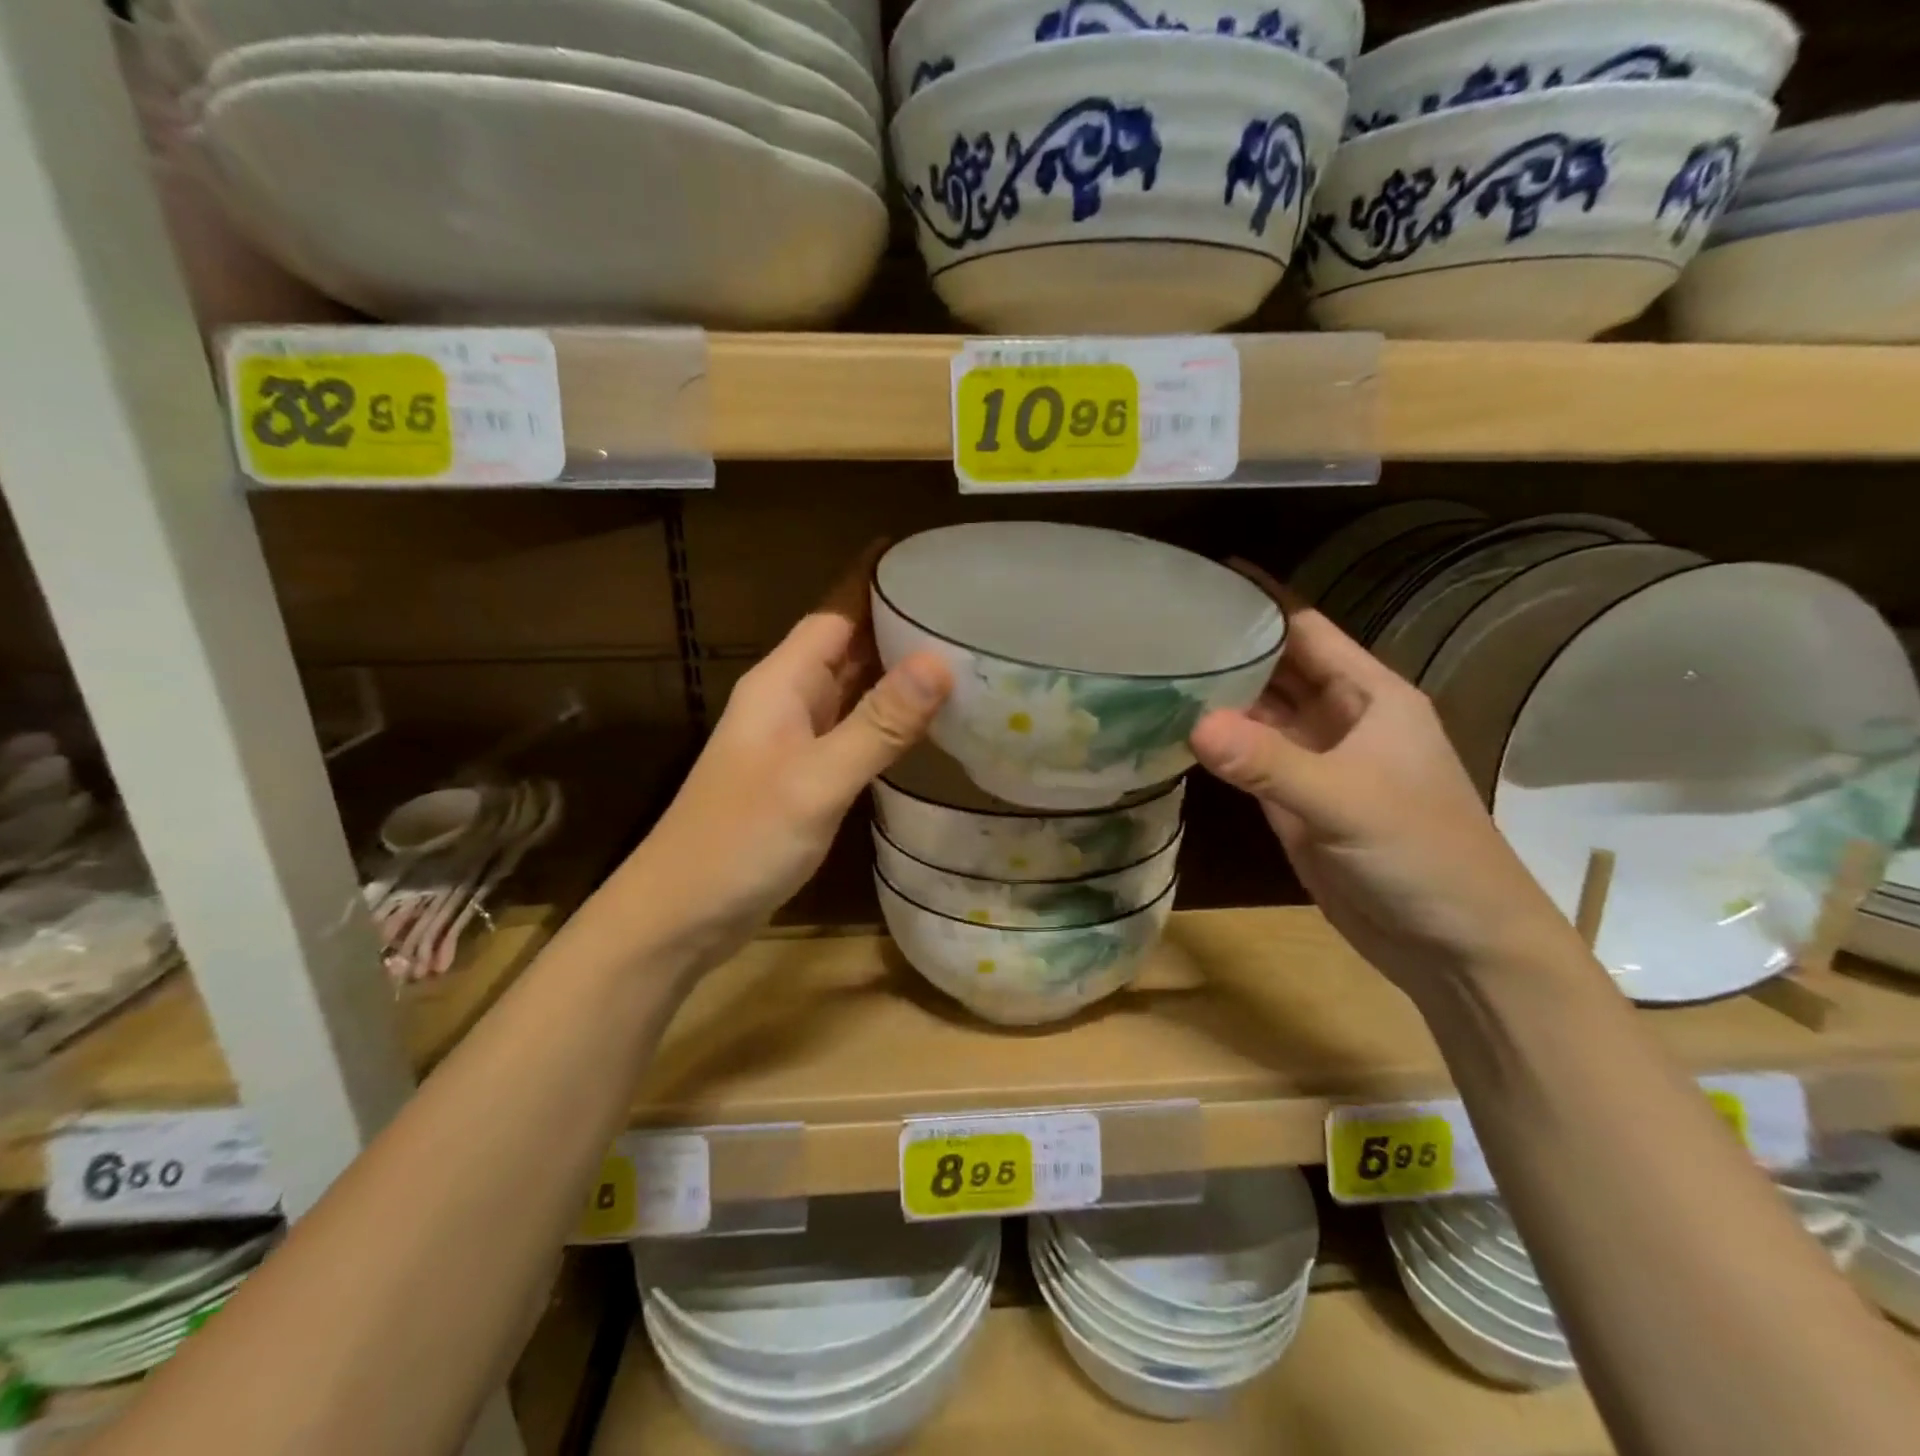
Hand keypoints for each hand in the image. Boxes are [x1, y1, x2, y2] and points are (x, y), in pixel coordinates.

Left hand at [625, 546, 951, 971]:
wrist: (682, 914)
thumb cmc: (741, 840)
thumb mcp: (816, 780)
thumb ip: (878, 724)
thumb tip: (939, 661)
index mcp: (782, 683)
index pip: (835, 612)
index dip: (875, 581)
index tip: (927, 555)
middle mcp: (788, 700)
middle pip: (847, 645)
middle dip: (897, 621)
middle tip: (964, 605)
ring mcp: (795, 740)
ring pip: (852, 688)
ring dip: (896, 669)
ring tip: (959, 652)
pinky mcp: (805, 775)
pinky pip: (854, 728)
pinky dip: (888, 717)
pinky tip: (925, 721)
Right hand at [1188, 572, 1580, 998]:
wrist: (1454, 943)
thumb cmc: (1422, 854)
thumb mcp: (1347, 802)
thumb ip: (1270, 764)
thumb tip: (1192, 722)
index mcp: (1370, 696)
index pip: (1307, 630)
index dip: (1262, 599)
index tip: (1207, 573)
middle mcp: (1341, 718)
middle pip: (1277, 667)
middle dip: (1230, 643)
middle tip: (1164, 621)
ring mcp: (1316, 761)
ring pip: (1259, 713)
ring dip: (1217, 693)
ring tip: (1158, 666)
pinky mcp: (1295, 801)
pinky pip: (1249, 759)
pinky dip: (1218, 744)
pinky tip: (1176, 729)